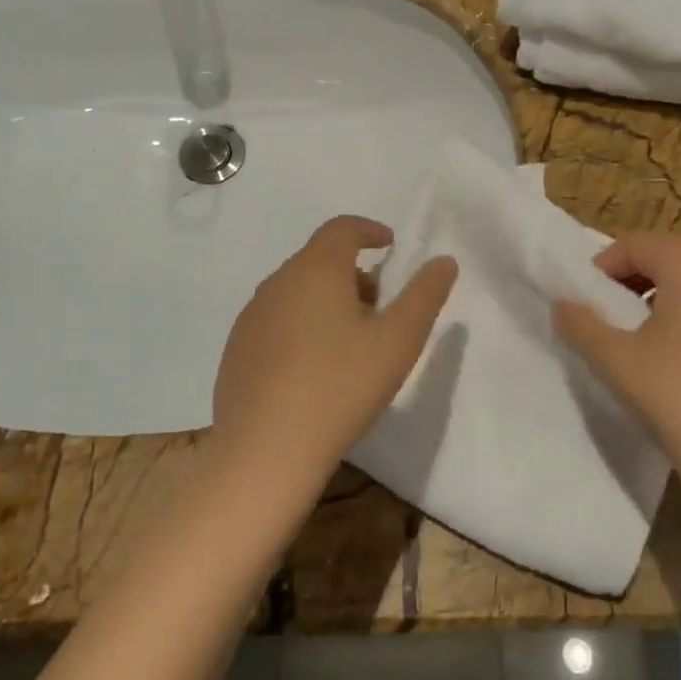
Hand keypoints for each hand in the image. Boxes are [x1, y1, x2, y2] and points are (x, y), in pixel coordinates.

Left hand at [212, 216, 456, 487]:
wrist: (265, 451)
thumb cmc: (340, 387)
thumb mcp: (398, 341)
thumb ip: (425, 295)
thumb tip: (443, 261)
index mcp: (316, 269)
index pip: (342, 228)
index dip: (368, 230)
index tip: (389, 244)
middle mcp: (278, 282)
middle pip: (319, 259)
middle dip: (352, 272)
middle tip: (378, 306)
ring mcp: (251, 316)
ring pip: (296, 290)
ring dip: (325, 299)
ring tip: (349, 341)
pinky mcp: (237, 348)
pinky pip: (276, 319)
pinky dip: (300, 324)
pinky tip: (312, 368)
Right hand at [553, 234, 680, 492]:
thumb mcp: (616, 361)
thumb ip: (581, 324)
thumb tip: (561, 304)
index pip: (634, 245)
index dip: (604, 269)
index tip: (592, 303)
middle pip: (676, 254)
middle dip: (643, 278)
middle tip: (622, 317)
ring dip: (679, 294)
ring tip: (663, 338)